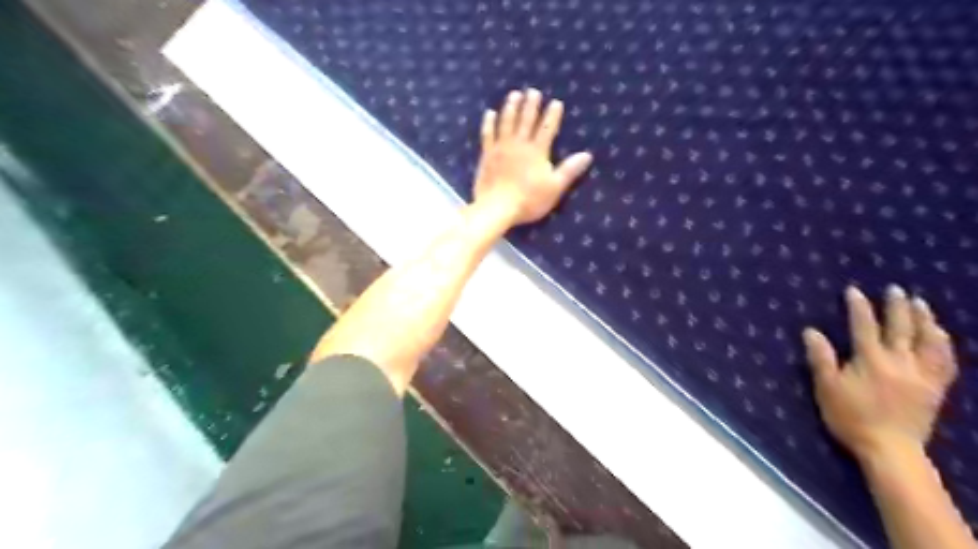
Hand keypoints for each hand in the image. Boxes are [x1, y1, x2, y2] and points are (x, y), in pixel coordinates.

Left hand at [473, 87, 595, 224]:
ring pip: (507, 122)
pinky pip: (487, 134)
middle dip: (531, 105)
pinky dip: (489, 123)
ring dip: (511, 107)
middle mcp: (519, 144)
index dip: (552, 115)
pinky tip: (490, 113)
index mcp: (537, 152)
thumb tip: (587, 155)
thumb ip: (569, 170)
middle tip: (533, 91)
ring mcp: (501, 148)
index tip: (556, 102)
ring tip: (514, 95)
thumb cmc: (529, 200)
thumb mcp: (554, 187)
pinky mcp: (487, 155)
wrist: (497, 207)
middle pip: (526, 120)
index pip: (547, 128)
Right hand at [805, 288, 959, 461]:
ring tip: (921, 305)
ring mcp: (921, 375)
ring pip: (928, 341)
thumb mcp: (827, 388)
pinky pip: (945, 362)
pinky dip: (943, 346)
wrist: (890, 449)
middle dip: (896, 307)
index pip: (864, 326)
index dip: (859, 307)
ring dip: (924, 320)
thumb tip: (811, 331)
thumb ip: (821, 358)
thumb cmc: (851, 417)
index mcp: (870, 360)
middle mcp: (899, 362)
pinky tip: (941, 336)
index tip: (854, 291)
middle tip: (895, 289)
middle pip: (900, 328)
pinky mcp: (935, 389)